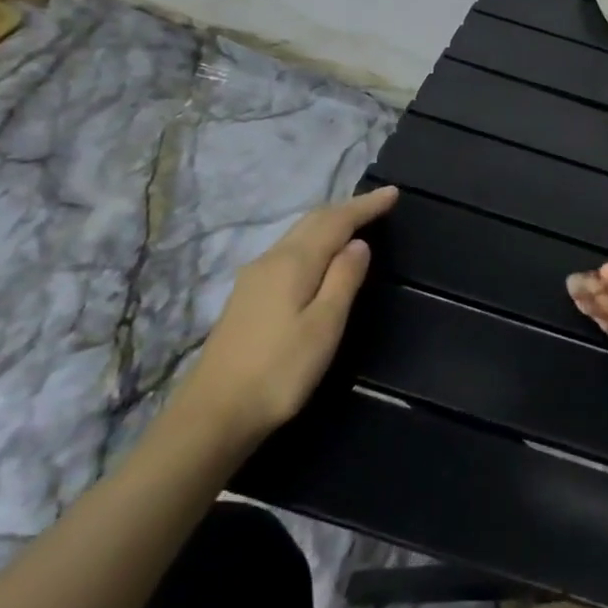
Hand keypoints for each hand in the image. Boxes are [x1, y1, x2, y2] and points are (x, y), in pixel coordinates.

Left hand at [175, 185, 397, 441]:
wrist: (214, 414)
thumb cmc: (280, 371)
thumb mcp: (324, 326)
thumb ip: (343, 280)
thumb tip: (358, 244)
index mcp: (293, 263)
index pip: (335, 221)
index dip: (365, 206)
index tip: (393, 193)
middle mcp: (270, 261)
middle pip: (312, 222)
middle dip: (346, 209)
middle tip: (378, 204)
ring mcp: (254, 278)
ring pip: (298, 236)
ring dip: (329, 224)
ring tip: (355, 223)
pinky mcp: (247, 297)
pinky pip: (289, 252)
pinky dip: (313, 242)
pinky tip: (320, 256)